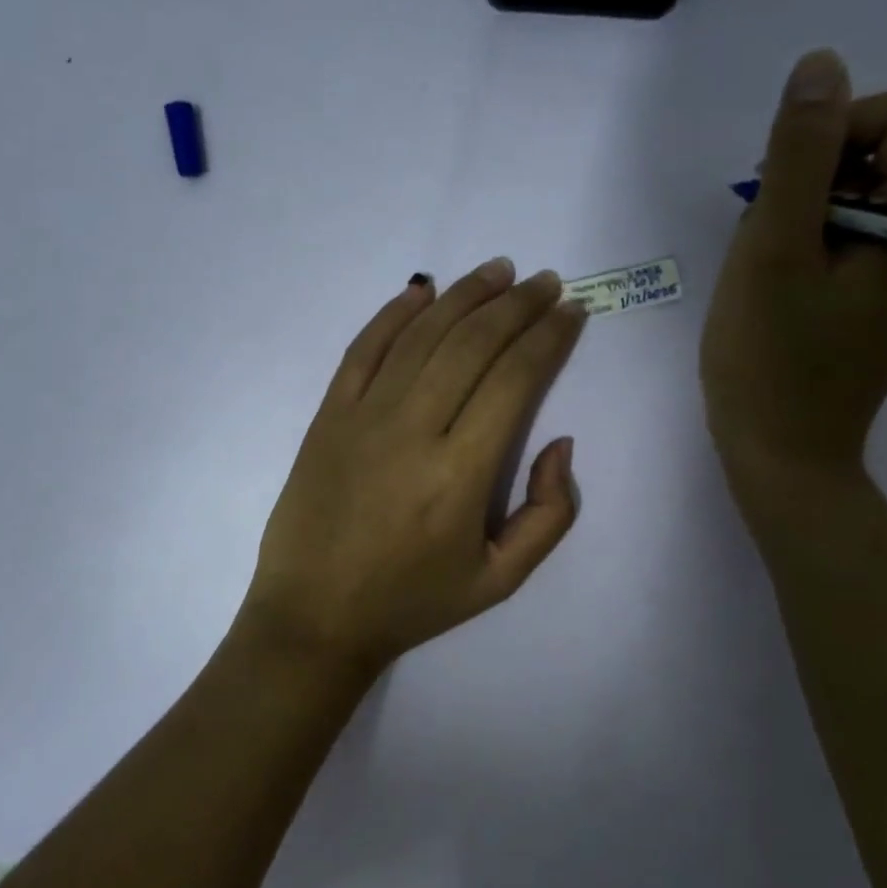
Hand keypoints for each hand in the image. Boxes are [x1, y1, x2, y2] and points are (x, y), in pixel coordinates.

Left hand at [238, 259, 587, 680]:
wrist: (314, 616)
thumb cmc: (412, 602)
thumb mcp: (500, 581)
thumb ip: (550, 515)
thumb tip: (560, 443)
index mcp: (462, 474)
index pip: (515, 379)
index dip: (549, 337)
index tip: (572, 311)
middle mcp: (413, 430)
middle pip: (473, 344)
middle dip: (517, 305)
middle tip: (546, 281)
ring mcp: (363, 417)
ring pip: (422, 336)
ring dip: (465, 296)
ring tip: (498, 271)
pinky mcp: (327, 416)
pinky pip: (363, 350)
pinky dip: (394, 313)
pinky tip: (422, 290)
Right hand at [700, 49, 886, 514]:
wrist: (781, 457)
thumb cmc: (771, 359)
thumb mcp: (773, 249)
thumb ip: (797, 154)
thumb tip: (822, 64)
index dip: (835, 133)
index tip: (783, 194)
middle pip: (885, 151)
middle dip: (813, 180)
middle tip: (769, 242)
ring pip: (861, 194)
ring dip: (804, 214)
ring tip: (770, 272)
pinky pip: (855, 236)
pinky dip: (811, 243)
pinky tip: (779, 286)